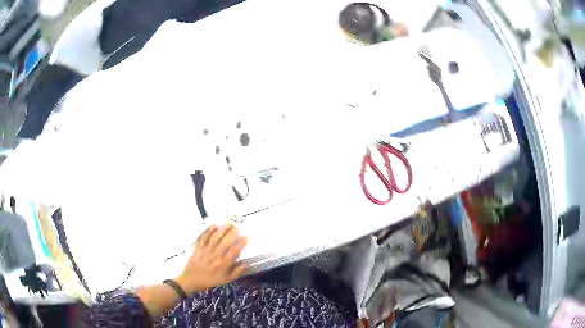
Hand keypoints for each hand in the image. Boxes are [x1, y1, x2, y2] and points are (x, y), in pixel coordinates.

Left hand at [175, 225, 248, 293]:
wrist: (192, 279)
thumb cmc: (211, 280)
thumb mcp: (226, 280)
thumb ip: (237, 272)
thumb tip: (247, 264)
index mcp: (223, 264)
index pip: (234, 251)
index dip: (241, 243)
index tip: (246, 236)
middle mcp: (215, 255)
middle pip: (225, 241)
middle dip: (233, 233)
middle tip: (238, 227)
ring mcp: (206, 250)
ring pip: (215, 237)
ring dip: (222, 229)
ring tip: (229, 224)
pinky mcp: (198, 247)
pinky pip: (204, 236)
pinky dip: (209, 230)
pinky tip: (214, 225)